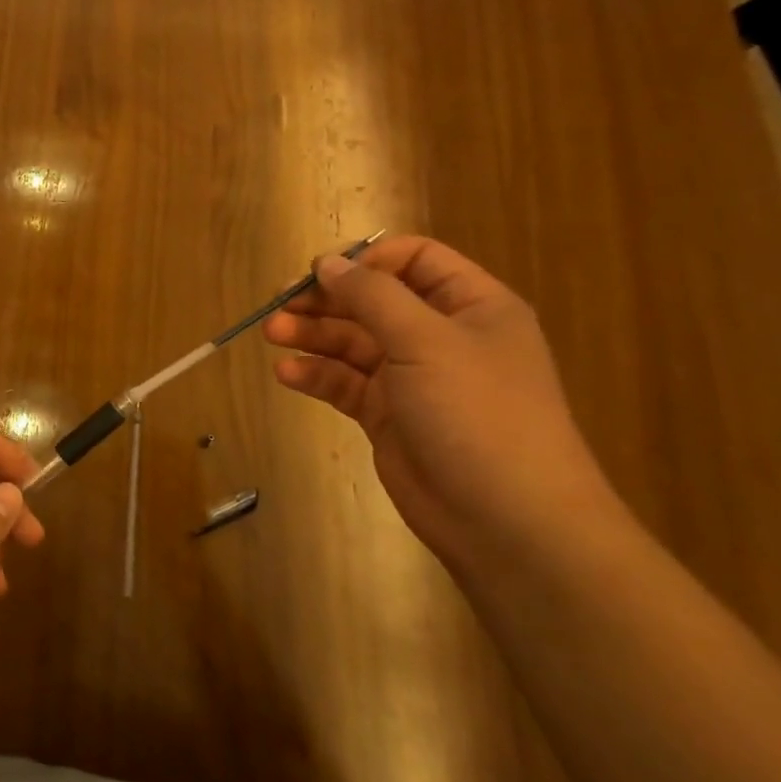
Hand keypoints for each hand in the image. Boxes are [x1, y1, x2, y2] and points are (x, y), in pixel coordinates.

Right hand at [264, 235, 619, 569]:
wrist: (508, 521)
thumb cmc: (477, 413)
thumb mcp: (426, 340)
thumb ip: (372, 295)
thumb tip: (327, 263)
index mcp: (471, 307)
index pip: (415, 260)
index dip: (367, 260)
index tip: (320, 272)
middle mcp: (441, 336)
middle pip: (373, 301)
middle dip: (325, 301)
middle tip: (279, 306)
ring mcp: (412, 378)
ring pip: (352, 342)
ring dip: (311, 335)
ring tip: (272, 335)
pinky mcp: (387, 415)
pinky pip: (344, 383)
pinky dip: (315, 375)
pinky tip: (287, 374)